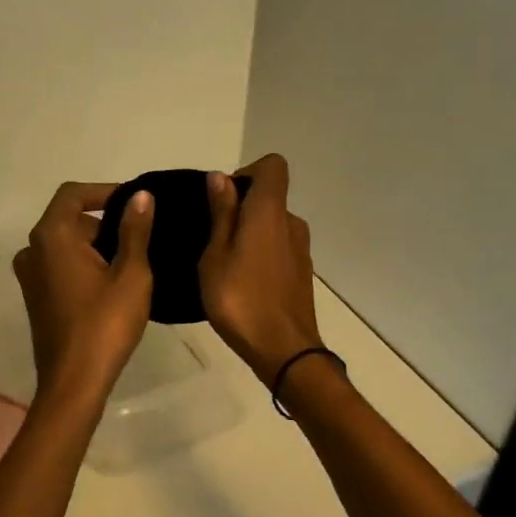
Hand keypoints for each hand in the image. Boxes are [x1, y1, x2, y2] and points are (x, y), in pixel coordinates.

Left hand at [12, 181, 155, 401]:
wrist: (74, 381)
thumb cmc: (105, 323)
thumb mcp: (131, 273)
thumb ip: (134, 230)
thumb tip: (140, 196)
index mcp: (52, 236)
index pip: (73, 194)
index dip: (104, 191)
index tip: (134, 203)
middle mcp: (32, 250)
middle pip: (69, 219)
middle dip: (103, 223)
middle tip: (140, 240)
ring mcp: (30, 276)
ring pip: (65, 244)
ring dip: (95, 246)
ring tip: (131, 264)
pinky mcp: (35, 297)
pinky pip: (59, 266)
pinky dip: (83, 265)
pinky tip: (111, 286)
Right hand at [199, 154, 324, 383]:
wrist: (284, 350)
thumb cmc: (240, 300)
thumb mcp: (215, 256)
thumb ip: (221, 213)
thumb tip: (220, 177)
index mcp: (270, 212)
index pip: (272, 166)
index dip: (247, 172)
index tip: (223, 199)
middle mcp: (291, 223)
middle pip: (270, 196)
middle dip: (241, 207)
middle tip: (213, 237)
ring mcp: (301, 249)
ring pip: (273, 225)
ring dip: (250, 234)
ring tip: (224, 264)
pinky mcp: (302, 273)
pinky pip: (279, 248)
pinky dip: (261, 254)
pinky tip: (242, 283)